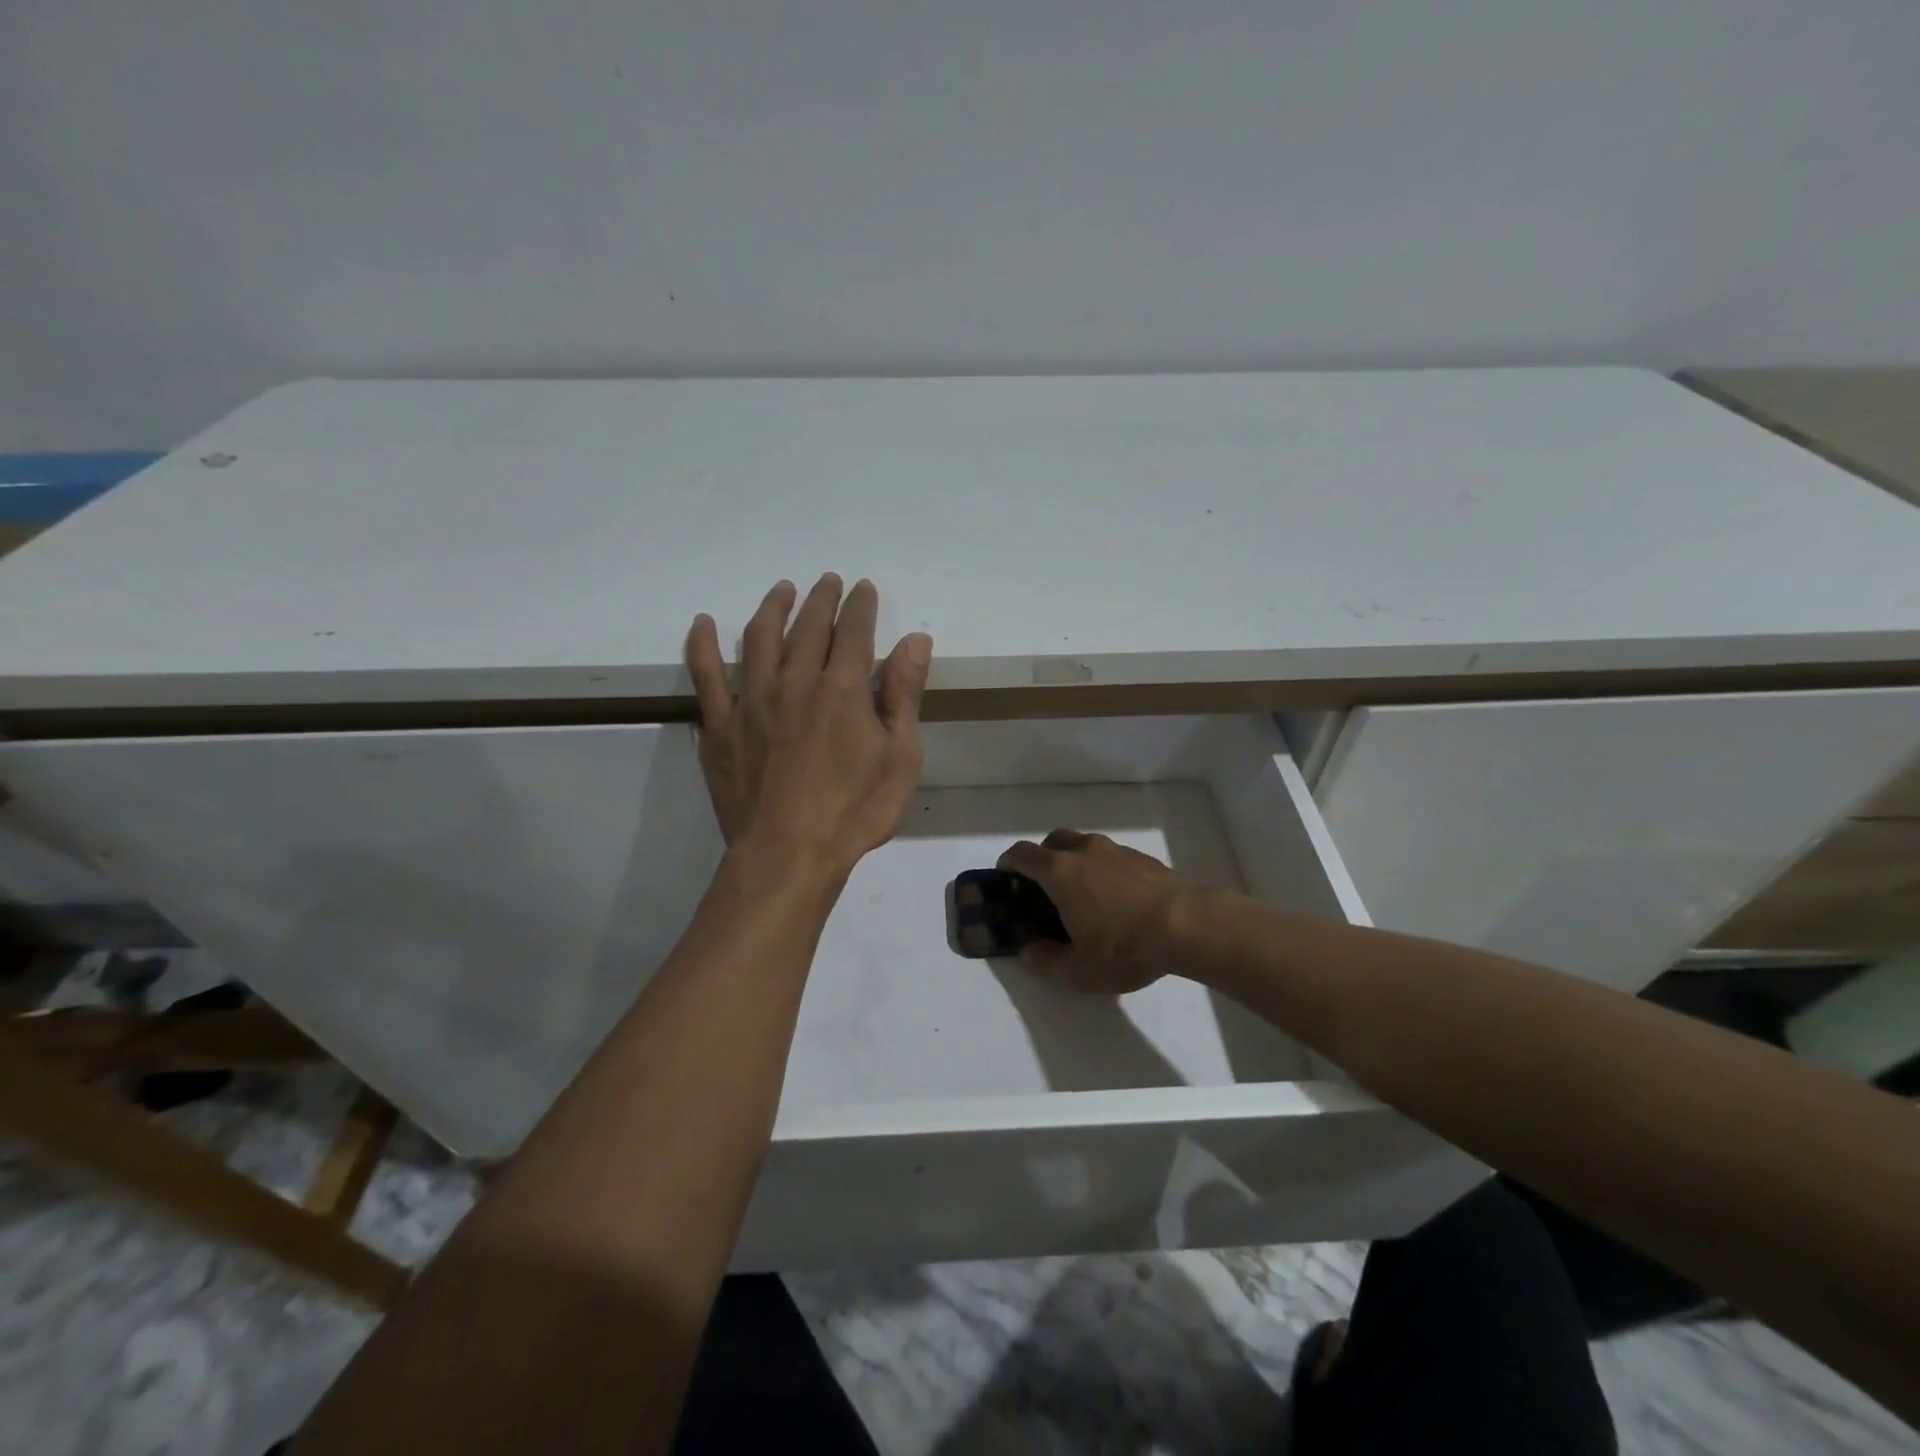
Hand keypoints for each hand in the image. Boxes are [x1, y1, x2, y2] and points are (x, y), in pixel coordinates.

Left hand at [685, 575, 931, 875]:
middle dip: (821, 599)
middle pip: (808, 626)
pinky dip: (702, 645)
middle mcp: (795, 680)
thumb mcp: (900, 756)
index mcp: (843, 687)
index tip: (864, 588)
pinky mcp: (719, 725)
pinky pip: (706, 675)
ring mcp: (751, 700)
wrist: (788, 855)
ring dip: (773, 607)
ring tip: (782, 590)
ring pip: (760, 638)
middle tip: (828, 582)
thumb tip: (915, 640)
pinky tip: (703, 623)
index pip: (854, 630)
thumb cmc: (855, 810)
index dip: (861, 605)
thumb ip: (904, 694)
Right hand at [996, 830, 1193, 993]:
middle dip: (1044, 857)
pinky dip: (1106, 870)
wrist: (1186, 926)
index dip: (1009, 862)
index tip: (1005, 874)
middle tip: (1046, 885)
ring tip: (1086, 893)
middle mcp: (1085, 851)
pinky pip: (1114, 857)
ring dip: (1078, 861)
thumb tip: (1029, 953)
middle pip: (1055, 840)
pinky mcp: (1144, 859)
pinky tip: (1119, 899)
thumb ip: (1046, 962)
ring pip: (1086, 845)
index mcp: (1060, 872)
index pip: (1023, 854)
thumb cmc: (1122, 947)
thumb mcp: (1078, 971)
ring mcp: (1117, 851)